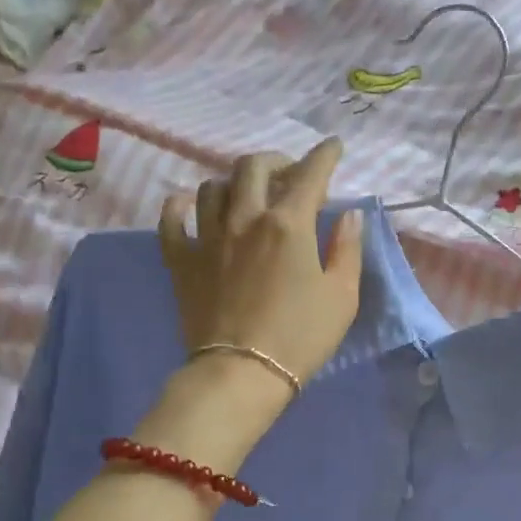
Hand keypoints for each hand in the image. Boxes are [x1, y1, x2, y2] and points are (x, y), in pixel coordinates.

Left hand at [159, 139, 362, 396]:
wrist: (241, 373)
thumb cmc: (300, 337)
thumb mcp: (342, 296)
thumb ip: (348, 249)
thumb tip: (349, 215)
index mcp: (289, 224)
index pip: (310, 174)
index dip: (325, 155)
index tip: (334, 147)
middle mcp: (245, 218)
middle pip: (254, 167)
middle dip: (276, 161)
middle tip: (289, 173)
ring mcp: (208, 237)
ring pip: (213, 186)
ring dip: (234, 182)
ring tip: (246, 194)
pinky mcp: (182, 260)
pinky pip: (171, 219)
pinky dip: (180, 205)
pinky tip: (188, 205)